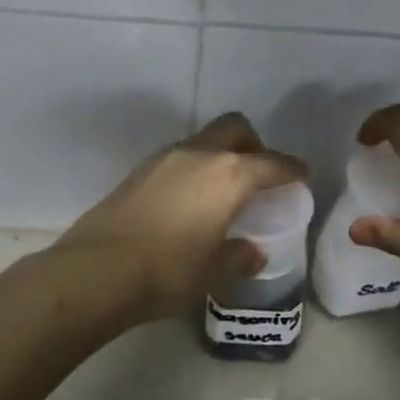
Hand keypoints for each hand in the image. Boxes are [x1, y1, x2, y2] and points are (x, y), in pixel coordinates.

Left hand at [54, 112, 307, 322]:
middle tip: (258, 174)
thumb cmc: (169, 271)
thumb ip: (239, 256)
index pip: (272, 163)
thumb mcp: (214, 271)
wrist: (97, 270)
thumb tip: (251, 252)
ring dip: (219, 155)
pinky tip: (188, 200)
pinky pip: (178, 158)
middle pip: (235, 128)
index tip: (302, 175)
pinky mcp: (138, 171)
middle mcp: (199, 155)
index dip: (291, 169)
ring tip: (222, 190)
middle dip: (253, 144)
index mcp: (229, 175)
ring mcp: (164, 159)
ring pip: (203, 140)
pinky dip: (193, 169)